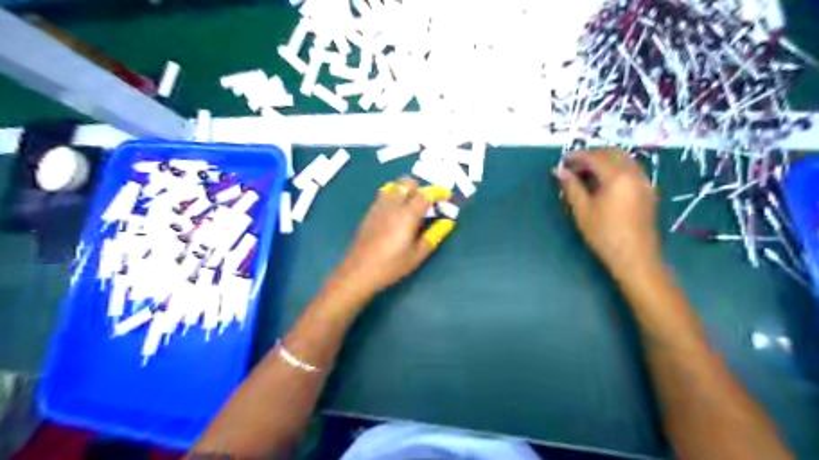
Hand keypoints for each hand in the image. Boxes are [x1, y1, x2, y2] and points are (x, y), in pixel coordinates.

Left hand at [334, 176, 458, 298]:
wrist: (358, 271)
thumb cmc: (391, 266)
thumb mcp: (417, 254)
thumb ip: (434, 235)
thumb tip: (448, 222)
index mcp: (407, 215)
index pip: (426, 194)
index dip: (439, 192)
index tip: (447, 197)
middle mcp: (393, 205)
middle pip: (409, 183)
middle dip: (422, 188)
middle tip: (429, 204)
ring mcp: (379, 206)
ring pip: (395, 185)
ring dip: (407, 189)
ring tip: (412, 205)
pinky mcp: (370, 212)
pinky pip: (384, 193)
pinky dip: (395, 194)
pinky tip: (397, 211)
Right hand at [553, 149, 660, 275]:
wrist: (635, 258)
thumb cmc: (604, 235)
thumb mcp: (582, 210)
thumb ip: (571, 187)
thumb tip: (560, 171)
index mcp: (618, 177)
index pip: (595, 157)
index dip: (577, 156)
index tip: (563, 160)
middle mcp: (635, 174)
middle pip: (613, 153)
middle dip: (592, 155)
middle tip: (573, 167)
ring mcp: (645, 182)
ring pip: (624, 160)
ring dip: (604, 161)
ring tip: (586, 174)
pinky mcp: (648, 191)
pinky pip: (631, 170)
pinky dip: (615, 169)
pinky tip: (603, 183)